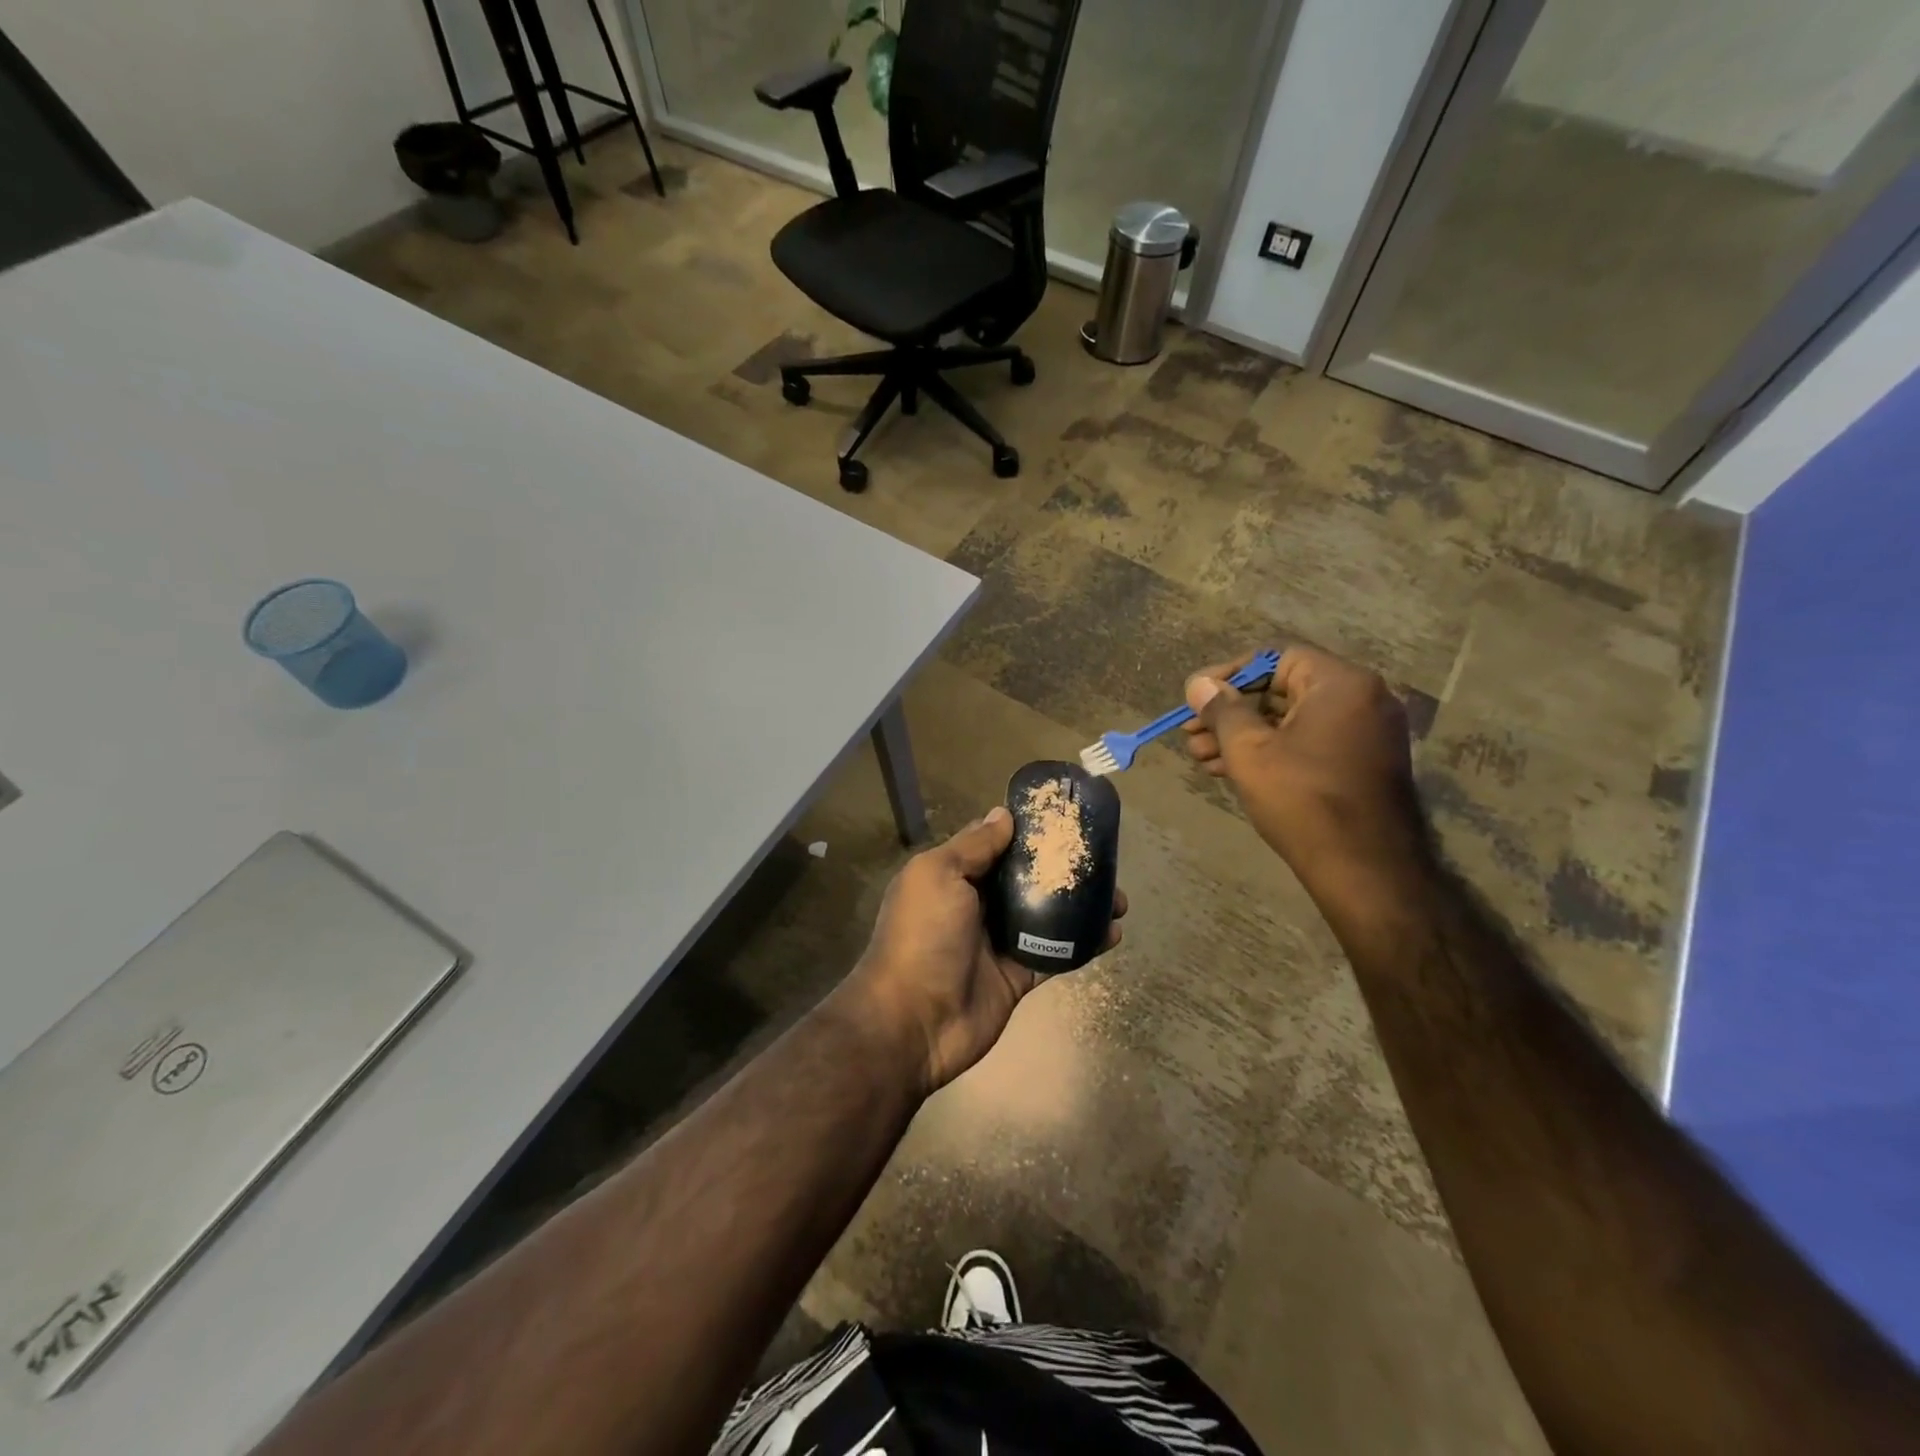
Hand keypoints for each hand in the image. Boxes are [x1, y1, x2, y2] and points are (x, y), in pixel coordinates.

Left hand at [838, 808, 1126, 1096]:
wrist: (913, 1021)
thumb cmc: (922, 936)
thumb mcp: (939, 875)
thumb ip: (973, 846)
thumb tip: (1003, 813)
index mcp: (954, 875)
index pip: (995, 843)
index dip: (1026, 830)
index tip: (1064, 817)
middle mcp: (977, 904)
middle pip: (1026, 878)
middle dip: (1062, 867)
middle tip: (1103, 859)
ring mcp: (998, 942)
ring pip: (1047, 914)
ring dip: (1081, 905)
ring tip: (1119, 898)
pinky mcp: (1018, 976)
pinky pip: (1056, 954)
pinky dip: (1084, 944)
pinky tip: (1113, 933)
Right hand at [1183, 647, 1424, 879]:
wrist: (1365, 869)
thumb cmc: (1303, 799)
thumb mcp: (1249, 750)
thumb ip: (1222, 710)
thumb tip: (1199, 684)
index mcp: (1341, 684)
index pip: (1276, 659)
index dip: (1229, 675)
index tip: (1196, 697)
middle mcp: (1362, 700)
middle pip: (1282, 690)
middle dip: (1230, 712)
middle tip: (1191, 733)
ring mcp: (1366, 734)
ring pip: (1291, 721)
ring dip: (1244, 736)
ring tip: (1201, 757)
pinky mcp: (1362, 765)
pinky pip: (1309, 743)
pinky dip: (1272, 751)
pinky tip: (1230, 770)